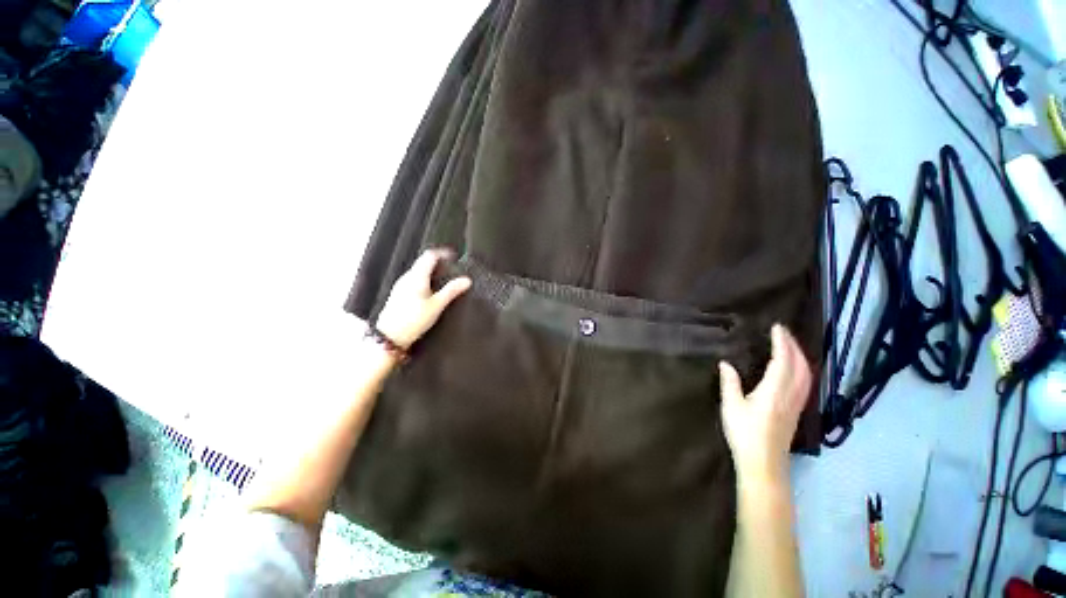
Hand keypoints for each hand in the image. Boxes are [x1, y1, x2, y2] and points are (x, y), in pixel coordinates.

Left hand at [374, 248, 471, 349]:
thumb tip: (467, 280)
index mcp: (417, 276)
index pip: (429, 256)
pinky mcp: (398, 293)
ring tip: (444, 279)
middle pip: (423, 262)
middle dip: (438, 262)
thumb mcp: (437, 305)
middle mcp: (407, 277)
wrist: (390, 336)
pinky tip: (431, 290)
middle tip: (452, 268)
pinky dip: (424, 279)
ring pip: (418, 271)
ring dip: (431, 271)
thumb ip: (451, 291)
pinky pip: (413, 279)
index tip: (454, 256)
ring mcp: (401, 285)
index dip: (442, 253)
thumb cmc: (414, 320)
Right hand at [719, 324, 811, 487]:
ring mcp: (797, 404)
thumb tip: (726, 364)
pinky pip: (805, 384)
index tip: (777, 327)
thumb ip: (730, 383)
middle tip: (783, 332)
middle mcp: (790, 395)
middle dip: (794, 346)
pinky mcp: (796, 412)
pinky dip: (802, 369)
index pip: (783, 361)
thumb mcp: (732, 406)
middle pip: (800, 366)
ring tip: (790, 346)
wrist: (764, 464)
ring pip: (806, 375)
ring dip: (800, 357)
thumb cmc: (745, 434)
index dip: (782, 343)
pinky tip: (796, 370)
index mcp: (774, 391)